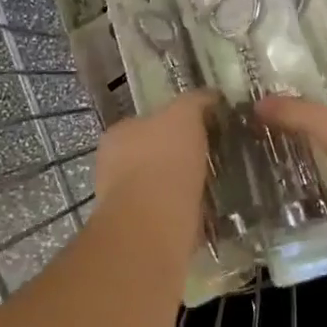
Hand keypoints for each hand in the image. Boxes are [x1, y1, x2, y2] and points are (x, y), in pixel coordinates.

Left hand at [93, 90, 215, 225]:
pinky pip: (168, 213)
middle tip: (210, 157)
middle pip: (152, 154)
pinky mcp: (139, 230)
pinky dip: (185, 211)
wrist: (154, 222)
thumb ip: (195, 102)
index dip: (176, 122)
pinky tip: (206, 211)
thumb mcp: (184, 114)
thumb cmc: (163, 159)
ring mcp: (123, 201)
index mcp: (118, 133)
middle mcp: (113, 166)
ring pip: (159, 186)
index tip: (202, 128)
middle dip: (177, 156)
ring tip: (213, 185)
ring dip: (181, 186)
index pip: (147, 121)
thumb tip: (210, 96)